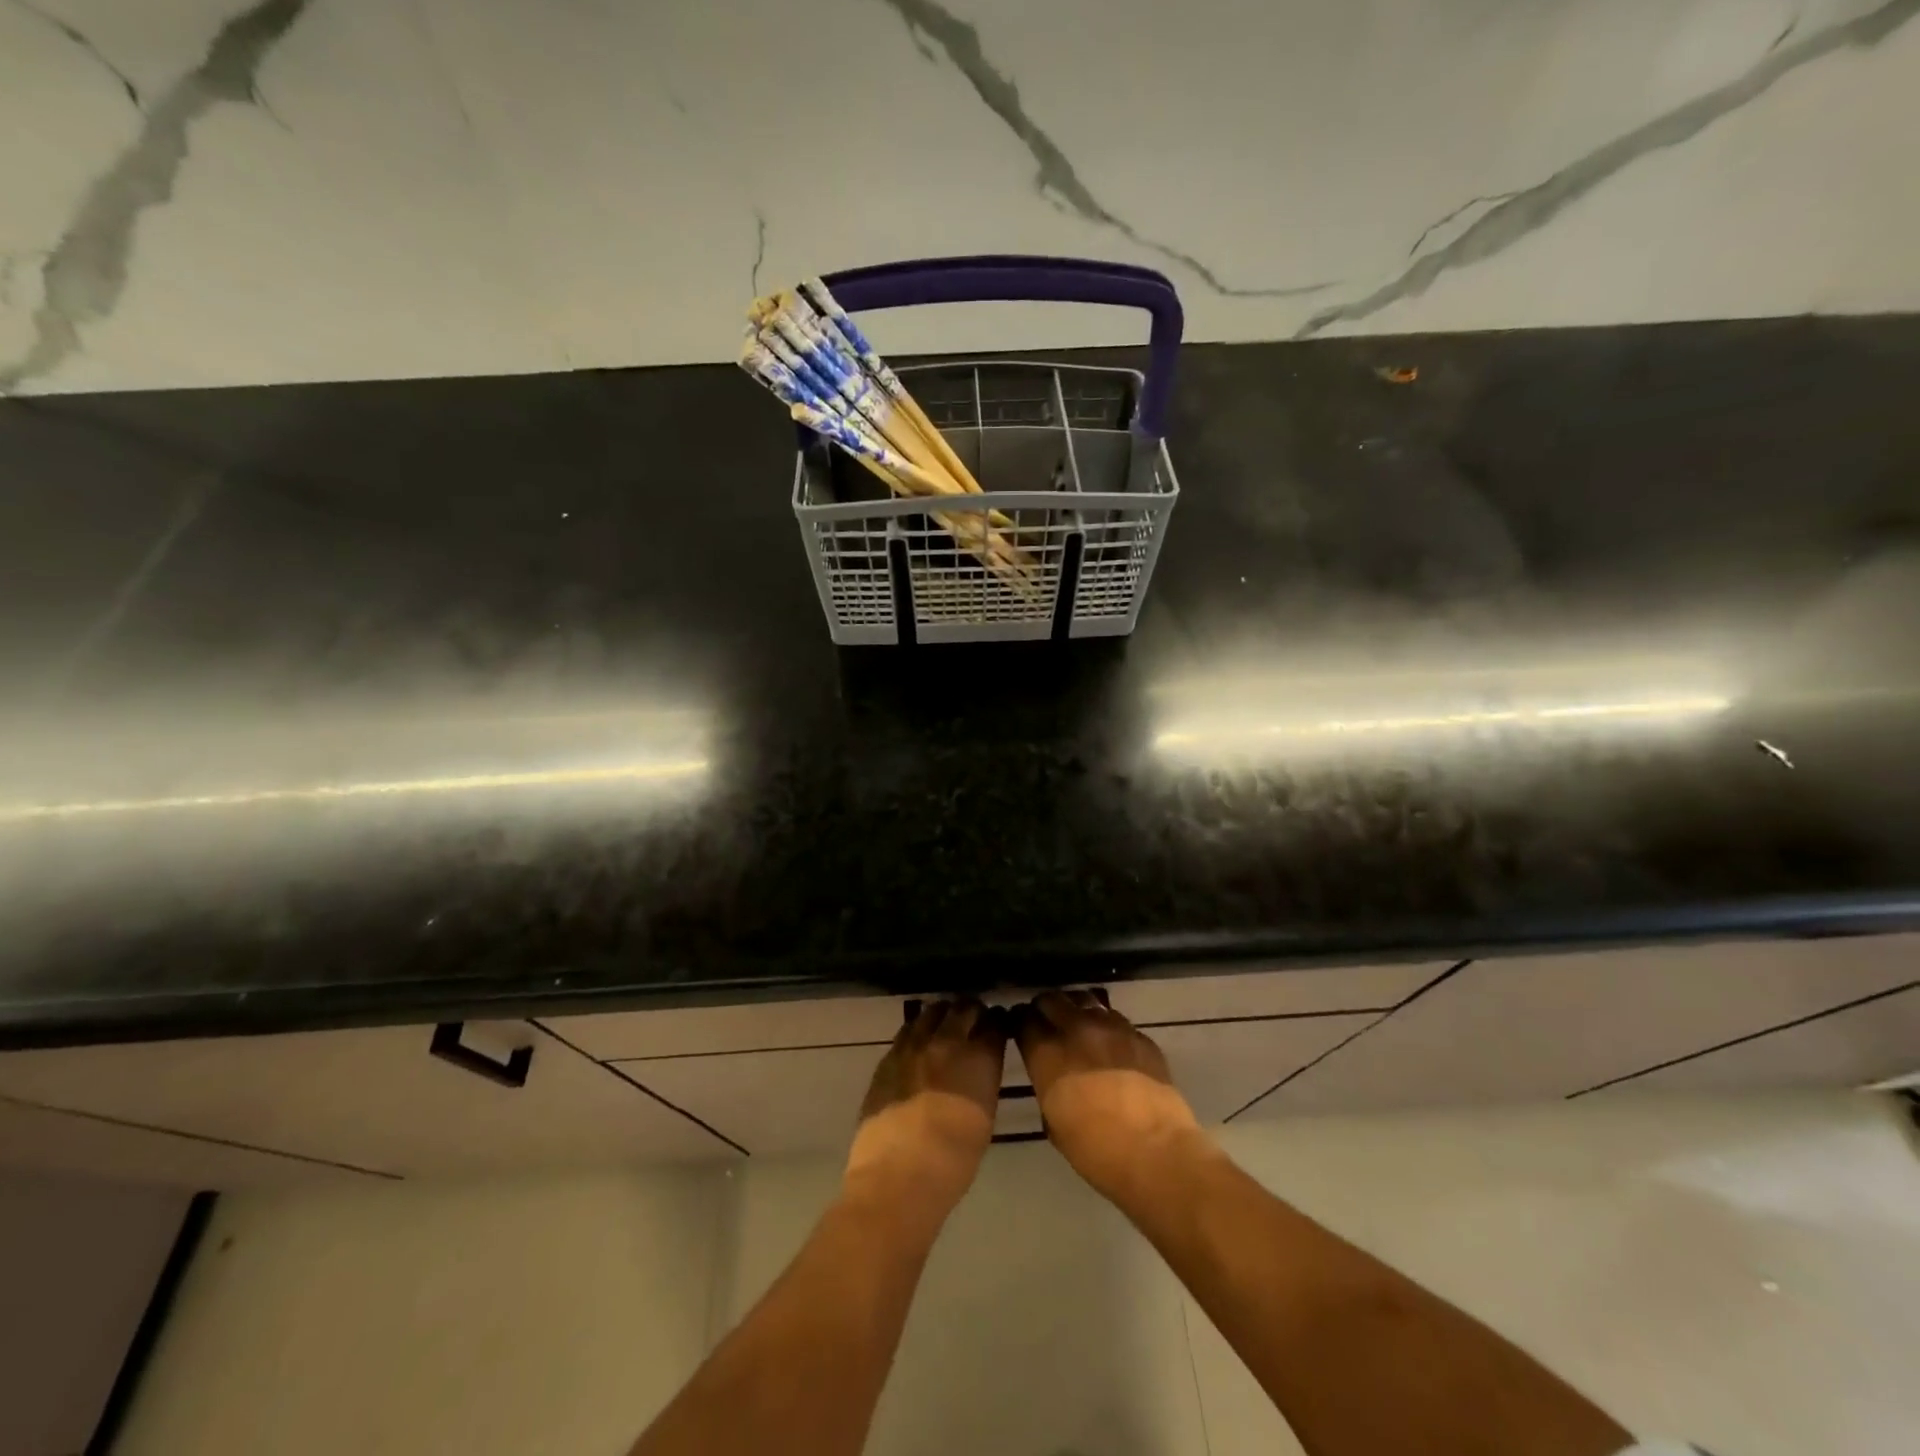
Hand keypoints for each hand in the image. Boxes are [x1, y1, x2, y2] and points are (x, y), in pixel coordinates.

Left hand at [844, 999, 1006, 1227]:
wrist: (897, 1175)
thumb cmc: (953, 1160)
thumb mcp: (984, 1117)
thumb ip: (983, 1081)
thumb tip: (979, 1066)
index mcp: (980, 1059)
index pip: (995, 1023)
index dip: (998, 1022)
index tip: (998, 1026)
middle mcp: (948, 1042)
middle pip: (964, 1008)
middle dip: (973, 1011)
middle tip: (974, 1020)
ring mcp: (915, 1045)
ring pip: (933, 1010)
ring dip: (944, 1014)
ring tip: (946, 1025)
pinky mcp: (889, 1055)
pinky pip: (908, 1029)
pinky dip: (919, 1029)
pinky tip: (920, 1041)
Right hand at [1013, 990, 1209, 1205]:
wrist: (1156, 1152)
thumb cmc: (1095, 1150)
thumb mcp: (1053, 1122)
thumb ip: (1047, 1085)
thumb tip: (1051, 1076)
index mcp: (1047, 1052)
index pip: (1023, 1019)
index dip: (1019, 1022)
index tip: (1020, 1028)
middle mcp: (1076, 1029)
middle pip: (1052, 999)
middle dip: (1045, 1008)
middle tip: (1047, 1022)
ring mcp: (1112, 1027)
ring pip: (1085, 999)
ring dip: (1076, 1009)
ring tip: (1078, 1024)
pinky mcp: (1140, 1035)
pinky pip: (1116, 1019)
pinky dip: (1107, 1025)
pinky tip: (1111, 1044)